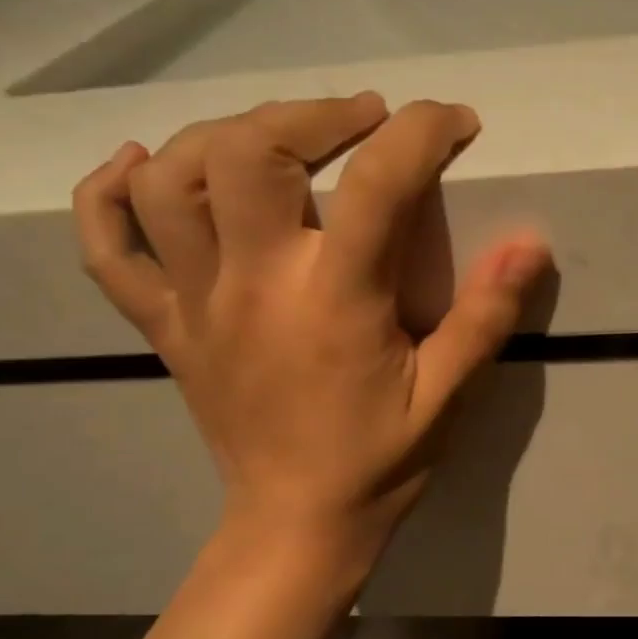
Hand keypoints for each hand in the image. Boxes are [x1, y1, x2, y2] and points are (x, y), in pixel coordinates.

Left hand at [72, 93, 550, 572]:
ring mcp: (195, 303)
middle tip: (361, 120)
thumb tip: (531, 243)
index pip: (376, 184)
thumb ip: (485, 317)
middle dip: (311, 113)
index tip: (454, 123)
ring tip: (275, 138)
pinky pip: (107, 247)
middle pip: (247, 152)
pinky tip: (138, 163)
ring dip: (220, 135)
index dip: (422, 134)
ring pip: (170, 181)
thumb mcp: (446, 396)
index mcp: (334, 301)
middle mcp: (254, 285)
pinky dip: (108, 193)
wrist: (296, 524)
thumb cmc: (380, 462)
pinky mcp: (164, 326)